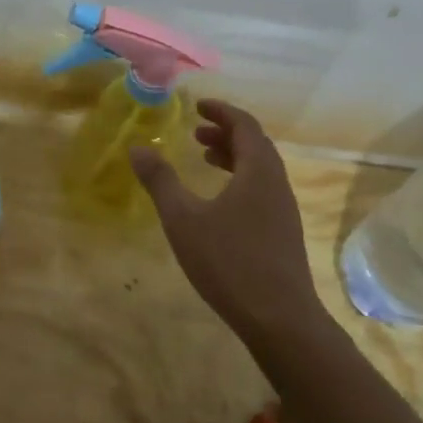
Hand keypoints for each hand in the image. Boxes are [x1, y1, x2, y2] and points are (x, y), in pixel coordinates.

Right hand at [130, 99, 323, 340]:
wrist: (279, 317)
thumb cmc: (229, 261)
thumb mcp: (184, 219)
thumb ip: (160, 181)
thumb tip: (138, 147)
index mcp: (258, 170)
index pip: (244, 124)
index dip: (221, 111)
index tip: (198, 106)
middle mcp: (277, 182)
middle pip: (254, 144)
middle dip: (225, 133)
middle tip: (195, 133)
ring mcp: (284, 209)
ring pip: (259, 169)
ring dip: (232, 157)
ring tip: (203, 161)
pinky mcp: (283, 232)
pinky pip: (261, 190)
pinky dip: (239, 180)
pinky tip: (219, 203)